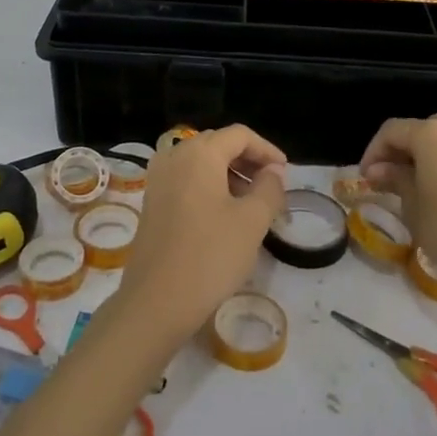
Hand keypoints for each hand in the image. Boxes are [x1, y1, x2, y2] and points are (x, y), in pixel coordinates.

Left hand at [113, 125, 287, 348]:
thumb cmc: (210, 255)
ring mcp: (158, 179)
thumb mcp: (252, 221)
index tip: (285, 172)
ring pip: (200, 163)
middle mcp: (174, 157)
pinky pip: (185, 180)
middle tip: (271, 186)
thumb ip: (269, 188)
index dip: (266, 149)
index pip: (239, 135)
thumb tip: (273, 172)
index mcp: (199, 153)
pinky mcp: (151, 202)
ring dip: (229, 174)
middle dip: (247, 160)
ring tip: (252, 203)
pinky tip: (224, 215)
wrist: (156, 300)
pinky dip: (208, 187)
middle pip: (217, 144)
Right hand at [360, 115, 436, 293]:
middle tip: (387, 178)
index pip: (392, 131)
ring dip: (425, 157)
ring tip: (414, 186)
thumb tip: (379, 170)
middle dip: (400, 151)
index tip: (365, 177)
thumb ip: (395, 180)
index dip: (373, 152)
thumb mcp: (413, 206)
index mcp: (432, 134)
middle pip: (420, 130)